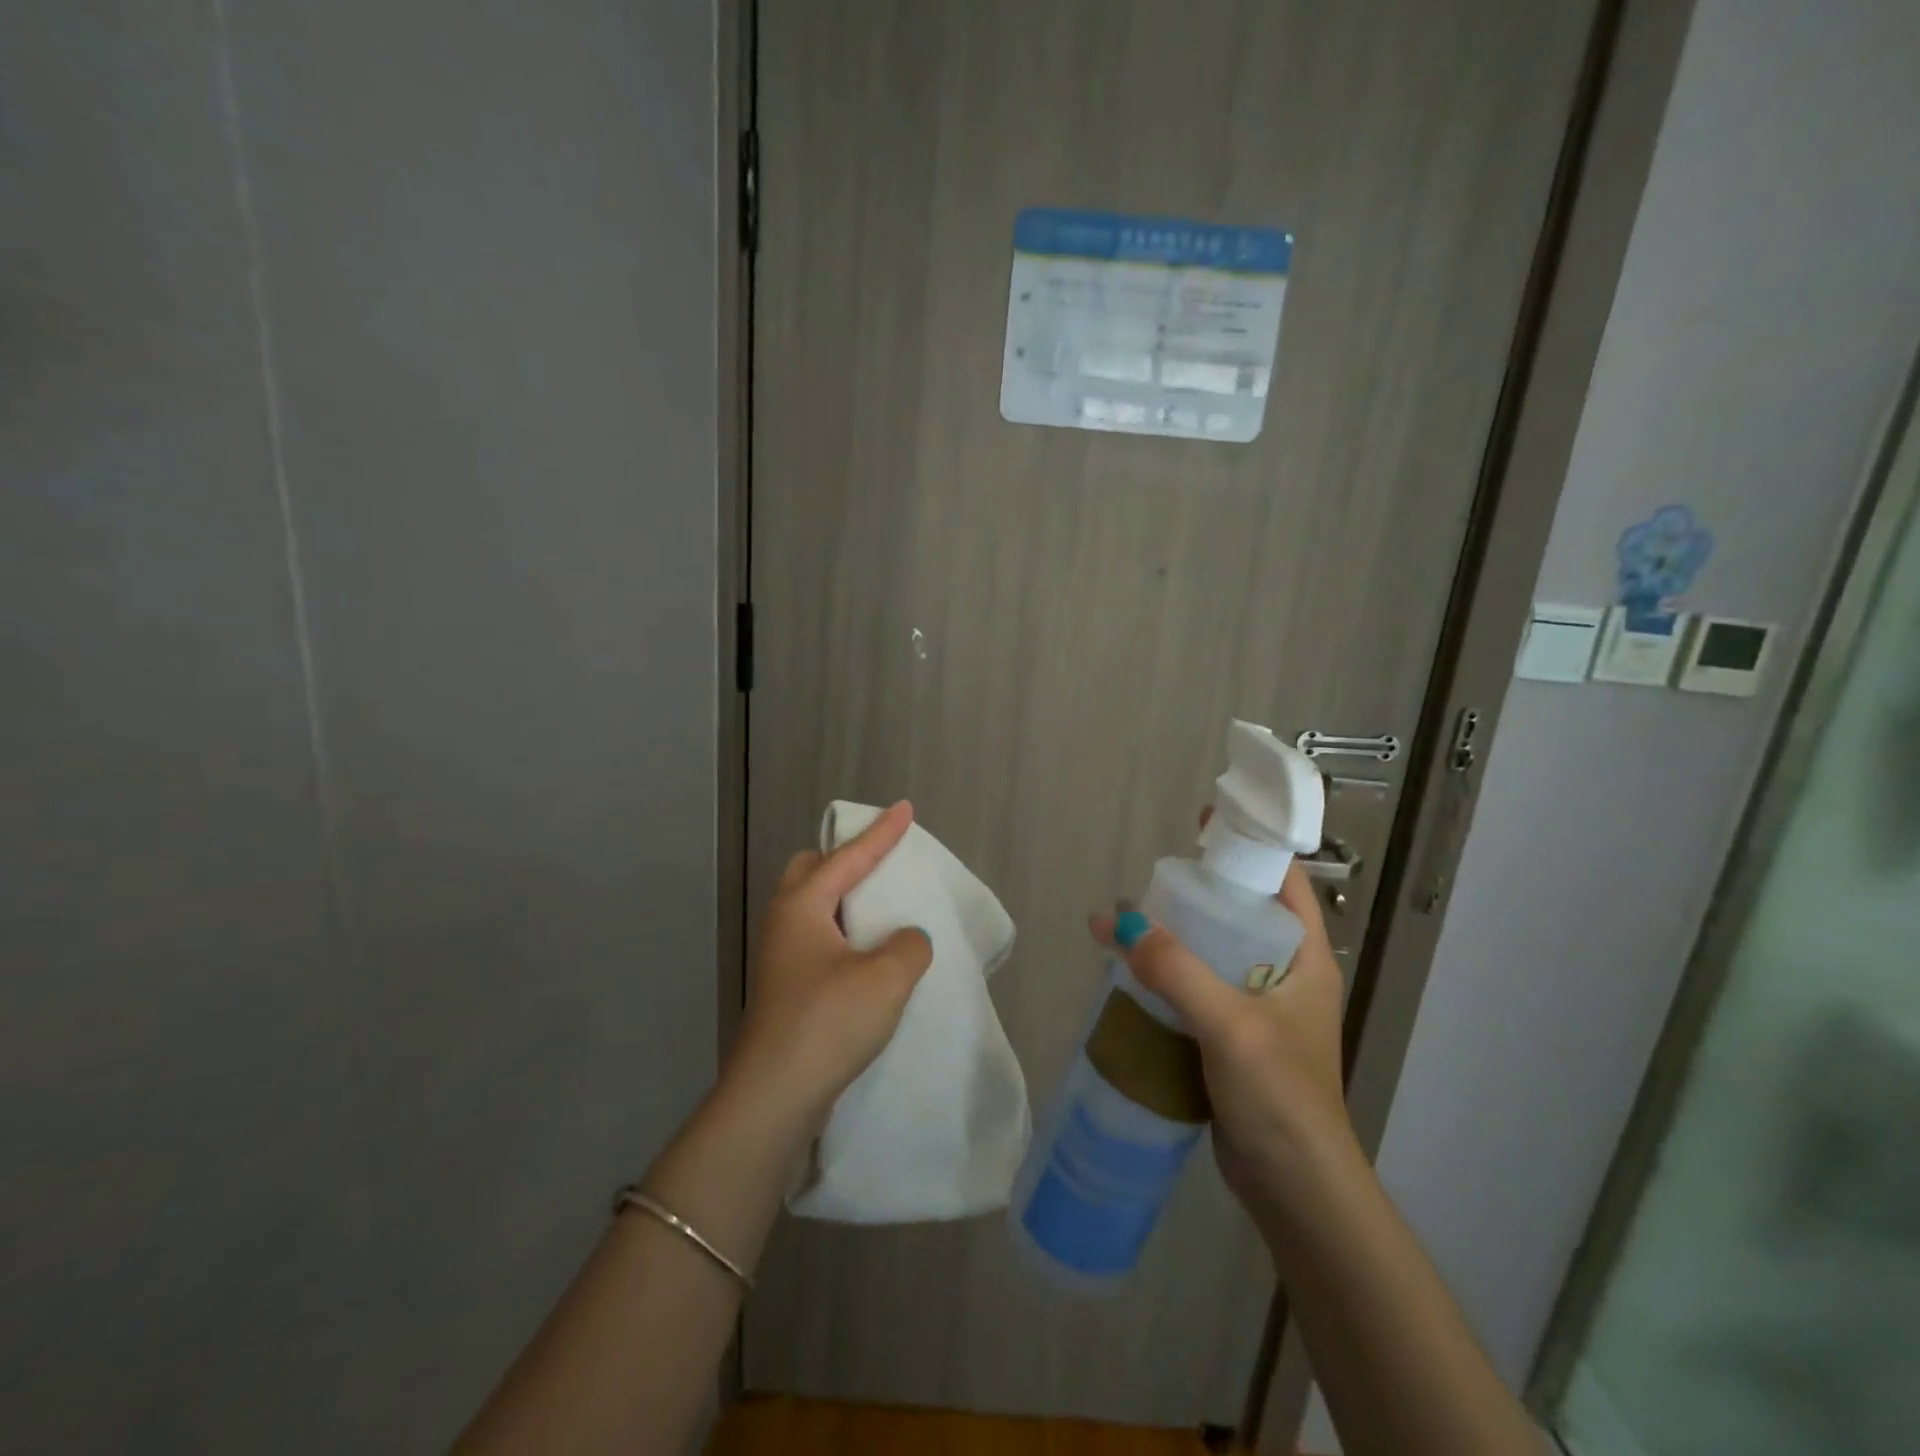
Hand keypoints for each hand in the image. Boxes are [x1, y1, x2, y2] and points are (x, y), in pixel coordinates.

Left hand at [725, 801, 934, 1131]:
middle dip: (846, 858)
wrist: (773, 1096)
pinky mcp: (786, 987)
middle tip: (880, 861)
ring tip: (879, 906)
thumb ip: (909, 945)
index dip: (881, 833)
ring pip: (813, 907)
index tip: (905, 808)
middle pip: (812, 871)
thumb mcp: (886, 978)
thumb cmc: (828, 1023)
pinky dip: (844, 931)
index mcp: (803, 906)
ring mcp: (781, 957)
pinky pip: (818, 938)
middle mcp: (785, 923)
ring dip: (845, 898)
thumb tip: (906, 939)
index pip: (849, 857)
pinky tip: (868, 953)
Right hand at [1089, 859, 1352, 1232]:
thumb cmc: (1280, 1097)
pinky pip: (1198, 991)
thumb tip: (1114, 920)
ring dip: (1175, 938)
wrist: (1295, 1192)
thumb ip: (1175, 969)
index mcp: (1305, 958)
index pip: (1283, 882)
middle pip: (1240, 914)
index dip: (1247, 848)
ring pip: (1214, 954)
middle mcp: (1285, 976)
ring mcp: (1258, 1009)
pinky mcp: (1232, 1040)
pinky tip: (1132, 973)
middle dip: (1198, 893)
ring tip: (1131, 921)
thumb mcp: (1230, 1024)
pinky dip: (1168, 977)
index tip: (1202, 826)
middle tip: (1152, 880)